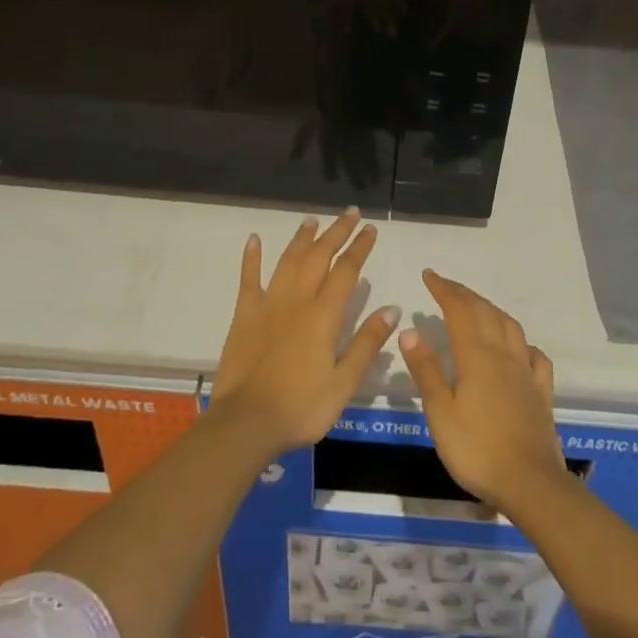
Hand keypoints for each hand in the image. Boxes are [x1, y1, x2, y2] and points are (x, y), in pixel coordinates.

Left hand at [211, 210, 399, 458]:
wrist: (246, 423)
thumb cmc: (301, 408)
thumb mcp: (344, 384)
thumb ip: (366, 343)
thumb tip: (392, 308)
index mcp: (324, 316)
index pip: (346, 271)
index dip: (359, 247)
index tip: (370, 229)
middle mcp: (297, 300)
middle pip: (319, 256)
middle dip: (336, 232)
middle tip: (351, 213)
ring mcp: (268, 304)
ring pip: (288, 260)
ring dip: (302, 238)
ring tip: (313, 220)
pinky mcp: (245, 315)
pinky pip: (249, 279)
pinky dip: (251, 257)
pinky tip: (254, 239)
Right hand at [397, 270, 566, 514]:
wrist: (531, 483)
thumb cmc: (477, 450)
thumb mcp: (440, 413)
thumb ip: (426, 370)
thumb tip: (410, 330)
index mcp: (477, 356)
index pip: (459, 311)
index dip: (444, 290)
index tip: (429, 275)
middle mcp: (504, 355)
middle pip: (485, 312)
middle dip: (464, 294)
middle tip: (446, 285)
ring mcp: (526, 373)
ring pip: (510, 327)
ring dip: (491, 309)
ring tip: (477, 307)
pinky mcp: (542, 393)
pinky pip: (535, 357)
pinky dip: (523, 343)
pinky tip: (519, 348)